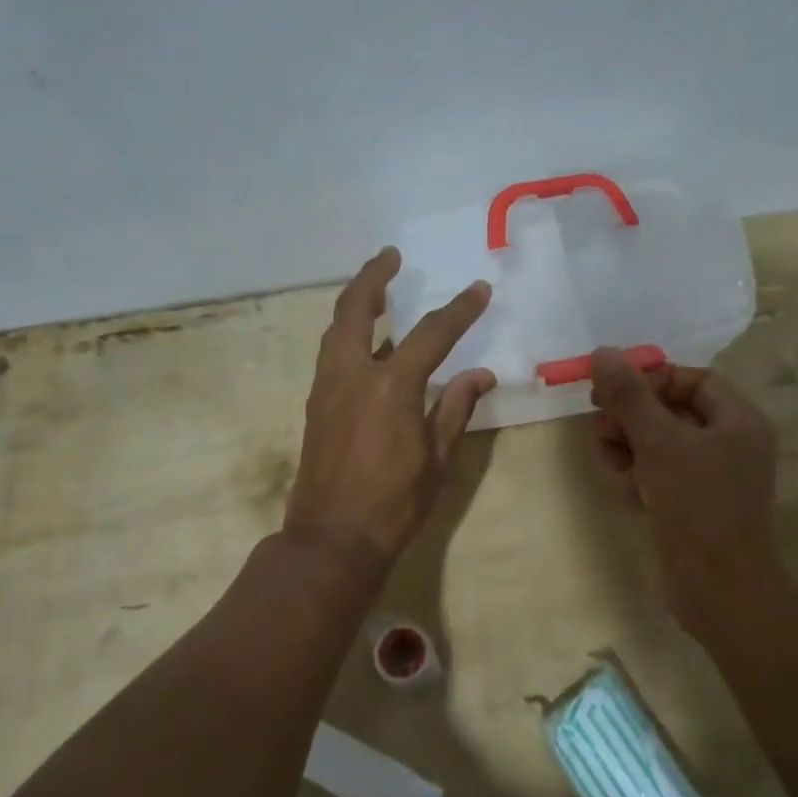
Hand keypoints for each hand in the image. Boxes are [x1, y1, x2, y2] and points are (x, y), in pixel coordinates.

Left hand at [283, 248, 494, 579]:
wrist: (332, 540)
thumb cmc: (394, 504)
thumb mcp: (438, 458)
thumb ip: (456, 408)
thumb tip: (481, 375)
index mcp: (392, 386)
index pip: (432, 333)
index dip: (460, 309)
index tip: (479, 290)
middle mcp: (353, 374)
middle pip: (357, 308)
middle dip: (374, 276)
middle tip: (391, 256)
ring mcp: (328, 387)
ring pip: (336, 328)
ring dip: (356, 301)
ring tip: (376, 289)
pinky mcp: (316, 404)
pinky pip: (331, 352)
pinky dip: (347, 333)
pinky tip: (365, 341)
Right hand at [589, 347, 780, 630]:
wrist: (720, 590)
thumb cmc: (696, 506)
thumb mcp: (659, 443)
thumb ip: (630, 397)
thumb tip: (603, 353)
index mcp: (738, 420)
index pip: (691, 379)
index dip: (650, 379)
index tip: (612, 392)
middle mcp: (732, 442)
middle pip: (673, 409)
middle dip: (632, 414)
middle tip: (599, 424)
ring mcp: (716, 476)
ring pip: (664, 442)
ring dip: (629, 441)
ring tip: (605, 455)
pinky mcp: (698, 504)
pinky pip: (664, 471)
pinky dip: (641, 469)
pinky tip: (622, 481)